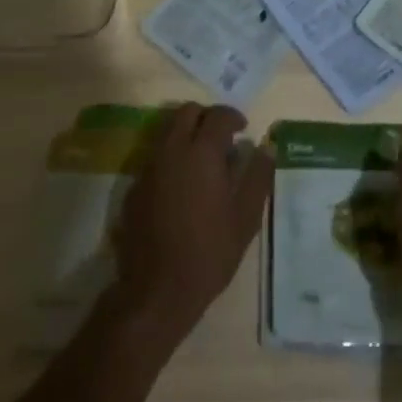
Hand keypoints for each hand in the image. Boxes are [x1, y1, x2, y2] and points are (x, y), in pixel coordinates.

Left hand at [110, 103, 273, 348]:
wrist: (158, 289)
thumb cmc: (210, 252)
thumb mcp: (245, 218)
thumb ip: (257, 176)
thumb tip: (266, 147)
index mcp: (202, 153)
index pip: (218, 115)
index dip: (233, 116)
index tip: (243, 129)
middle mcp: (172, 150)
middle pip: (187, 112)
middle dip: (207, 117)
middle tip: (223, 137)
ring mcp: (150, 167)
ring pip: (168, 130)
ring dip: (187, 133)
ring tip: (204, 160)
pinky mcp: (135, 186)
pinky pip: (156, 156)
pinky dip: (172, 156)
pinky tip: (183, 185)